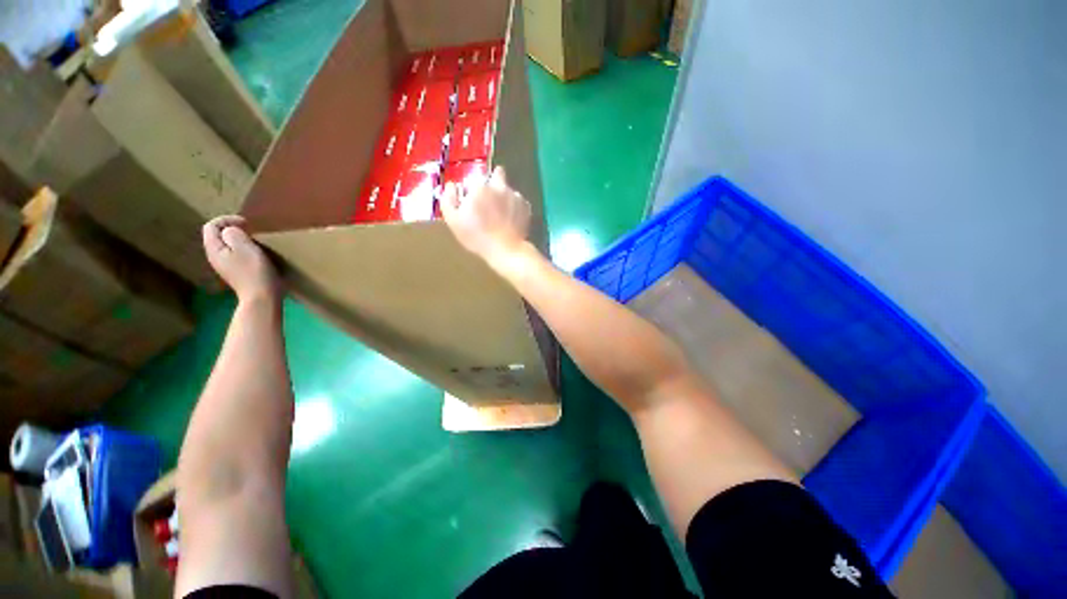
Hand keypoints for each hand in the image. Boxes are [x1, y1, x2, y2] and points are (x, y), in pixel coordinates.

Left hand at [202, 215, 279, 302]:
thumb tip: (230, 230)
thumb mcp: (245, 248)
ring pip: (226, 245)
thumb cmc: (254, 271)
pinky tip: (256, 253)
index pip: (211, 226)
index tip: (246, 223)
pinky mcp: (237, 272)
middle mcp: (215, 256)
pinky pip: (235, 254)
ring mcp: (226, 266)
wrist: (262, 297)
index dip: (226, 219)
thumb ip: (234, 234)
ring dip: (239, 239)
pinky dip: (243, 249)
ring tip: (254, 240)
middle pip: (217, 235)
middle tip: (251, 230)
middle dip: (232, 229)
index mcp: (214, 249)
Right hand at [440, 166, 530, 269]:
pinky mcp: (525, 206)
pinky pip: (518, 201)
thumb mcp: (453, 221)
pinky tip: (510, 220)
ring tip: (500, 215)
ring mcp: (515, 195)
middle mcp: (499, 186)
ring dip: (504, 196)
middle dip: (493, 182)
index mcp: (479, 187)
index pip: (473, 178)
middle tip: (489, 201)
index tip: (471, 201)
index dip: (471, 189)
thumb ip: (448, 200)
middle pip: (497, 174)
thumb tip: (451, 186)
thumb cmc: (477, 237)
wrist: (506, 250)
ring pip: (507, 189)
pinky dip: (514, 207)